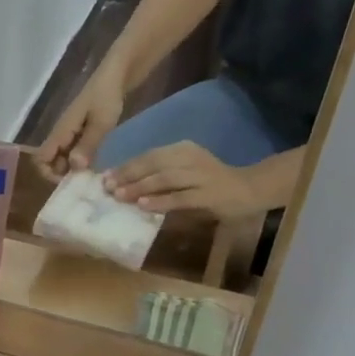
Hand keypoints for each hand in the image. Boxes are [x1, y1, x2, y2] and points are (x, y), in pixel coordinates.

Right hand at [36, 73, 123, 176]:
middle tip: (83, 182)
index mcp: (61, 131)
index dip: (50, 173)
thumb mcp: (101, 123)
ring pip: (62, 158)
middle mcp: (61, 134)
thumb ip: (87, 145)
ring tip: (90, 177)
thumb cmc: (107, 96)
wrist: (117, 75)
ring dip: (72, 169)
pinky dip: (80, 160)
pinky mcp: (80, 132)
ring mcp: (70, 133)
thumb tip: (73, 168)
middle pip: (50, 161)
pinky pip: (73, 152)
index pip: (41, 158)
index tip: (69, 182)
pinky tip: (94, 166)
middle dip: (62, 174)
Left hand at [103, 141, 264, 220]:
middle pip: (154, 163)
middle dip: (128, 175)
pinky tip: (143, 206)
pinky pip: (180, 197)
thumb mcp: (183, 173)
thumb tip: (124, 185)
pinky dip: (160, 201)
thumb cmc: (209, 183)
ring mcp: (201, 175)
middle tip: (108, 188)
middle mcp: (190, 158)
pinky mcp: (209, 194)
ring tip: (120, 196)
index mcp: (182, 150)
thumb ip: (158, 176)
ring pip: (165, 178)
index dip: (126, 166)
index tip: (105, 177)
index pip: (149, 155)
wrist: (248, 189)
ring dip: (140, 187)